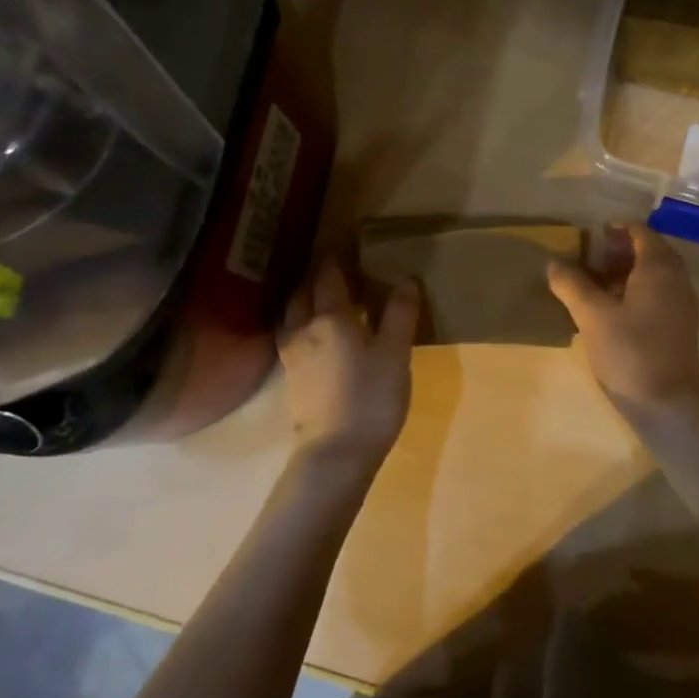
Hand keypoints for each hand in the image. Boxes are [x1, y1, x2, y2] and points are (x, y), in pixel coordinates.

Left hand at [277, 260, 420, 465]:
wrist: (336, 454)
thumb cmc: (371, 398)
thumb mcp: (396, 353)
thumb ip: (400, 314)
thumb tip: (406, 280)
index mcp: (330, 317)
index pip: (328, 276)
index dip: (335, 258)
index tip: (344, 244)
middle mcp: (304, 329)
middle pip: (303, 292)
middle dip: (317, 277)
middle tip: (337, 271)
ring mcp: (292, 355)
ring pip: (293, 315)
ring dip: (305, 300)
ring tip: (325, 299)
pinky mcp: (291, 378)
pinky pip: (292, 336)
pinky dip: (302, 324)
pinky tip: (317, 335)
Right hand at [547, 224, 698, 420]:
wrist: (668, 405)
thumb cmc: (630, 352)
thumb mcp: (592, 315)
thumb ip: (571, 285)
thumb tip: (552, 263)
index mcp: (659, 267)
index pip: (640, 232)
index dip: (614, 231)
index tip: (589, 239)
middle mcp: (677, 280)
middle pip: (649, 252)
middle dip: (618, 253)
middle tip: (587, 263)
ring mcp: (682, 305)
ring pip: (654, 276)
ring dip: (625, 274)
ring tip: (593, 288)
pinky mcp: (680, 327)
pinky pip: (657, 296)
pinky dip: (635, 293)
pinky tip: (610, 313)